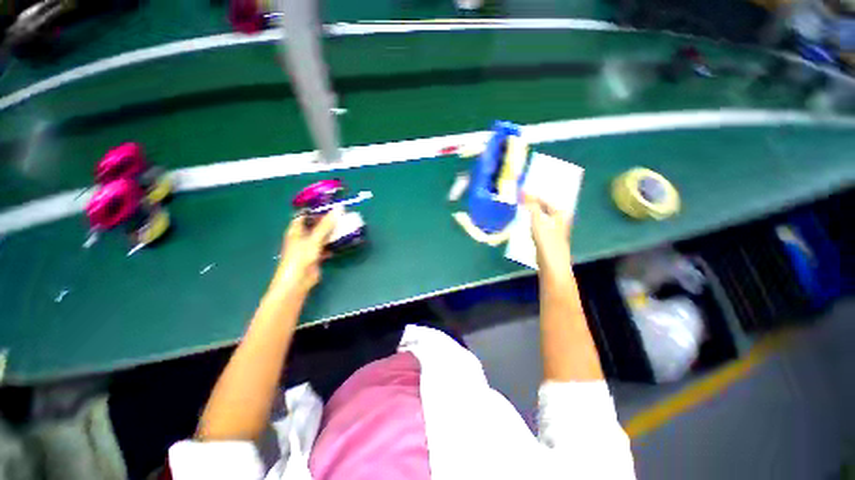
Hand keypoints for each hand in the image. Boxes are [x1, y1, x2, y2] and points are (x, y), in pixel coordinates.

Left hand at [271, 209, 339, 295]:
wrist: (298, 281)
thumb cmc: (301, 257)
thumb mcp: (314, 238)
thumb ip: (326, 224)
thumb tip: (339, 208)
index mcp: (296, 230)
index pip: (305, 215)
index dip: (316, 210)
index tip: (331, 206)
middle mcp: (301, 237)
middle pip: (315, 225)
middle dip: (327, 221)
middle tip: (342, 216)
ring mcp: (308, 247)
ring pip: (321, 236)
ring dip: (331, 232)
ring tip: (345, 226)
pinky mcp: (315, 256)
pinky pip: (325, 247)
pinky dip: (332, 244)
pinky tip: (342, 242)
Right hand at [523, 194, 572, 281]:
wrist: (551, 264)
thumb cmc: (547, 241)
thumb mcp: (538, 220)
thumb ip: (532, 206)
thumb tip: (524, 191)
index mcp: (560, 213)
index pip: (546, 199)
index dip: (534, 195)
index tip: (521, 191)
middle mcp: (558, 219)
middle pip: (544, 207)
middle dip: (532, 202)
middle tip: (519, 196)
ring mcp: (553, 229)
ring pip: (540, 215)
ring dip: (530, 211)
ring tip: (519, 206)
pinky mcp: (546, 237)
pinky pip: (537, 224)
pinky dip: (530, 220)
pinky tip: (523, 221)